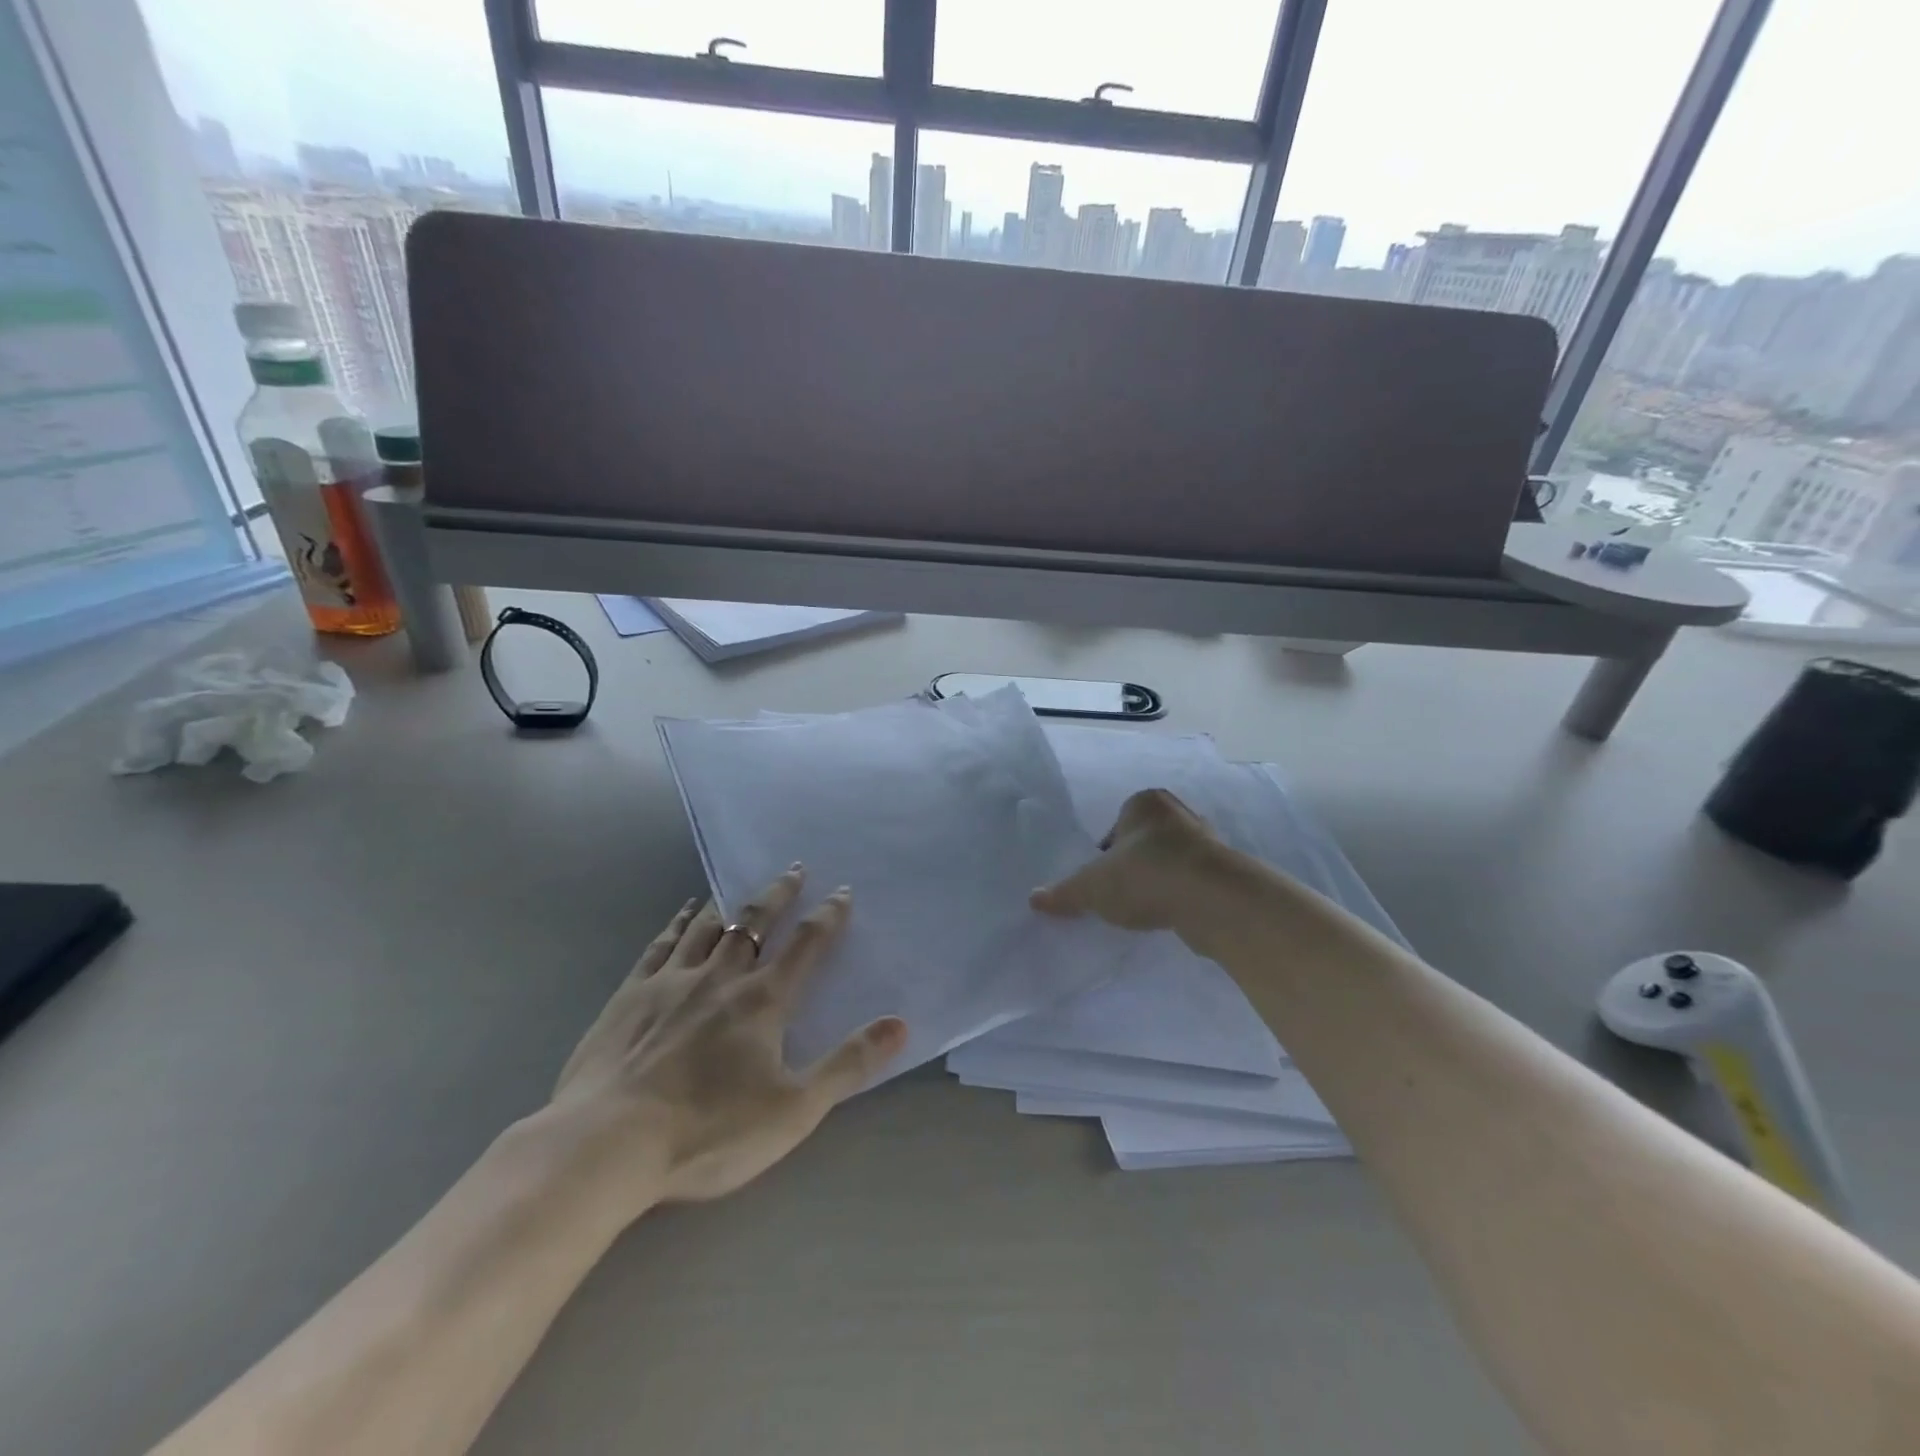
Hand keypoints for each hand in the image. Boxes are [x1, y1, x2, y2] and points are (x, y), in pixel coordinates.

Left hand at [549, 867, 906, 1211]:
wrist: (606, 1145)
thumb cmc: (708, 1132)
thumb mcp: (794, 1109)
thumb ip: (848, 1064)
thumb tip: (899, 1023)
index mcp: (762, 1001)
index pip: (805, 946)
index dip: (828, 917)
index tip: (841, 892)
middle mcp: (720, 977)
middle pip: (756, 923)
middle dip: (780, 895)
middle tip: (794, 869)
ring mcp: (671, 981)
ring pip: (709, 927)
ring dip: (731, 902)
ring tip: (743, 886)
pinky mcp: (630, 995)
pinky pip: (662, 944)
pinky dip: (679, 922)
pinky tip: (685, 912)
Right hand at [1030, 788, 1221, 935]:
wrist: (1213, 900)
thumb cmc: (1145, 876)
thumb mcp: (1093, 887)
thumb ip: (1064, 893)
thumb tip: (1034, 899)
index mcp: (1144, 803)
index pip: (1117, 823)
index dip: (1106, 852)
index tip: (1103, 878)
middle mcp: (1178, 813)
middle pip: (1145, 840)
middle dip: (1134, 864)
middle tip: (1121, 892)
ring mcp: (1207, 841)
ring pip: (1171, 860)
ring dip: (1160, 880)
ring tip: (1147, 907)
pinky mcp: (1225, 871)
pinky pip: (1193, 881)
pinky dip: (1182, 895)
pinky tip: (1172, 915)